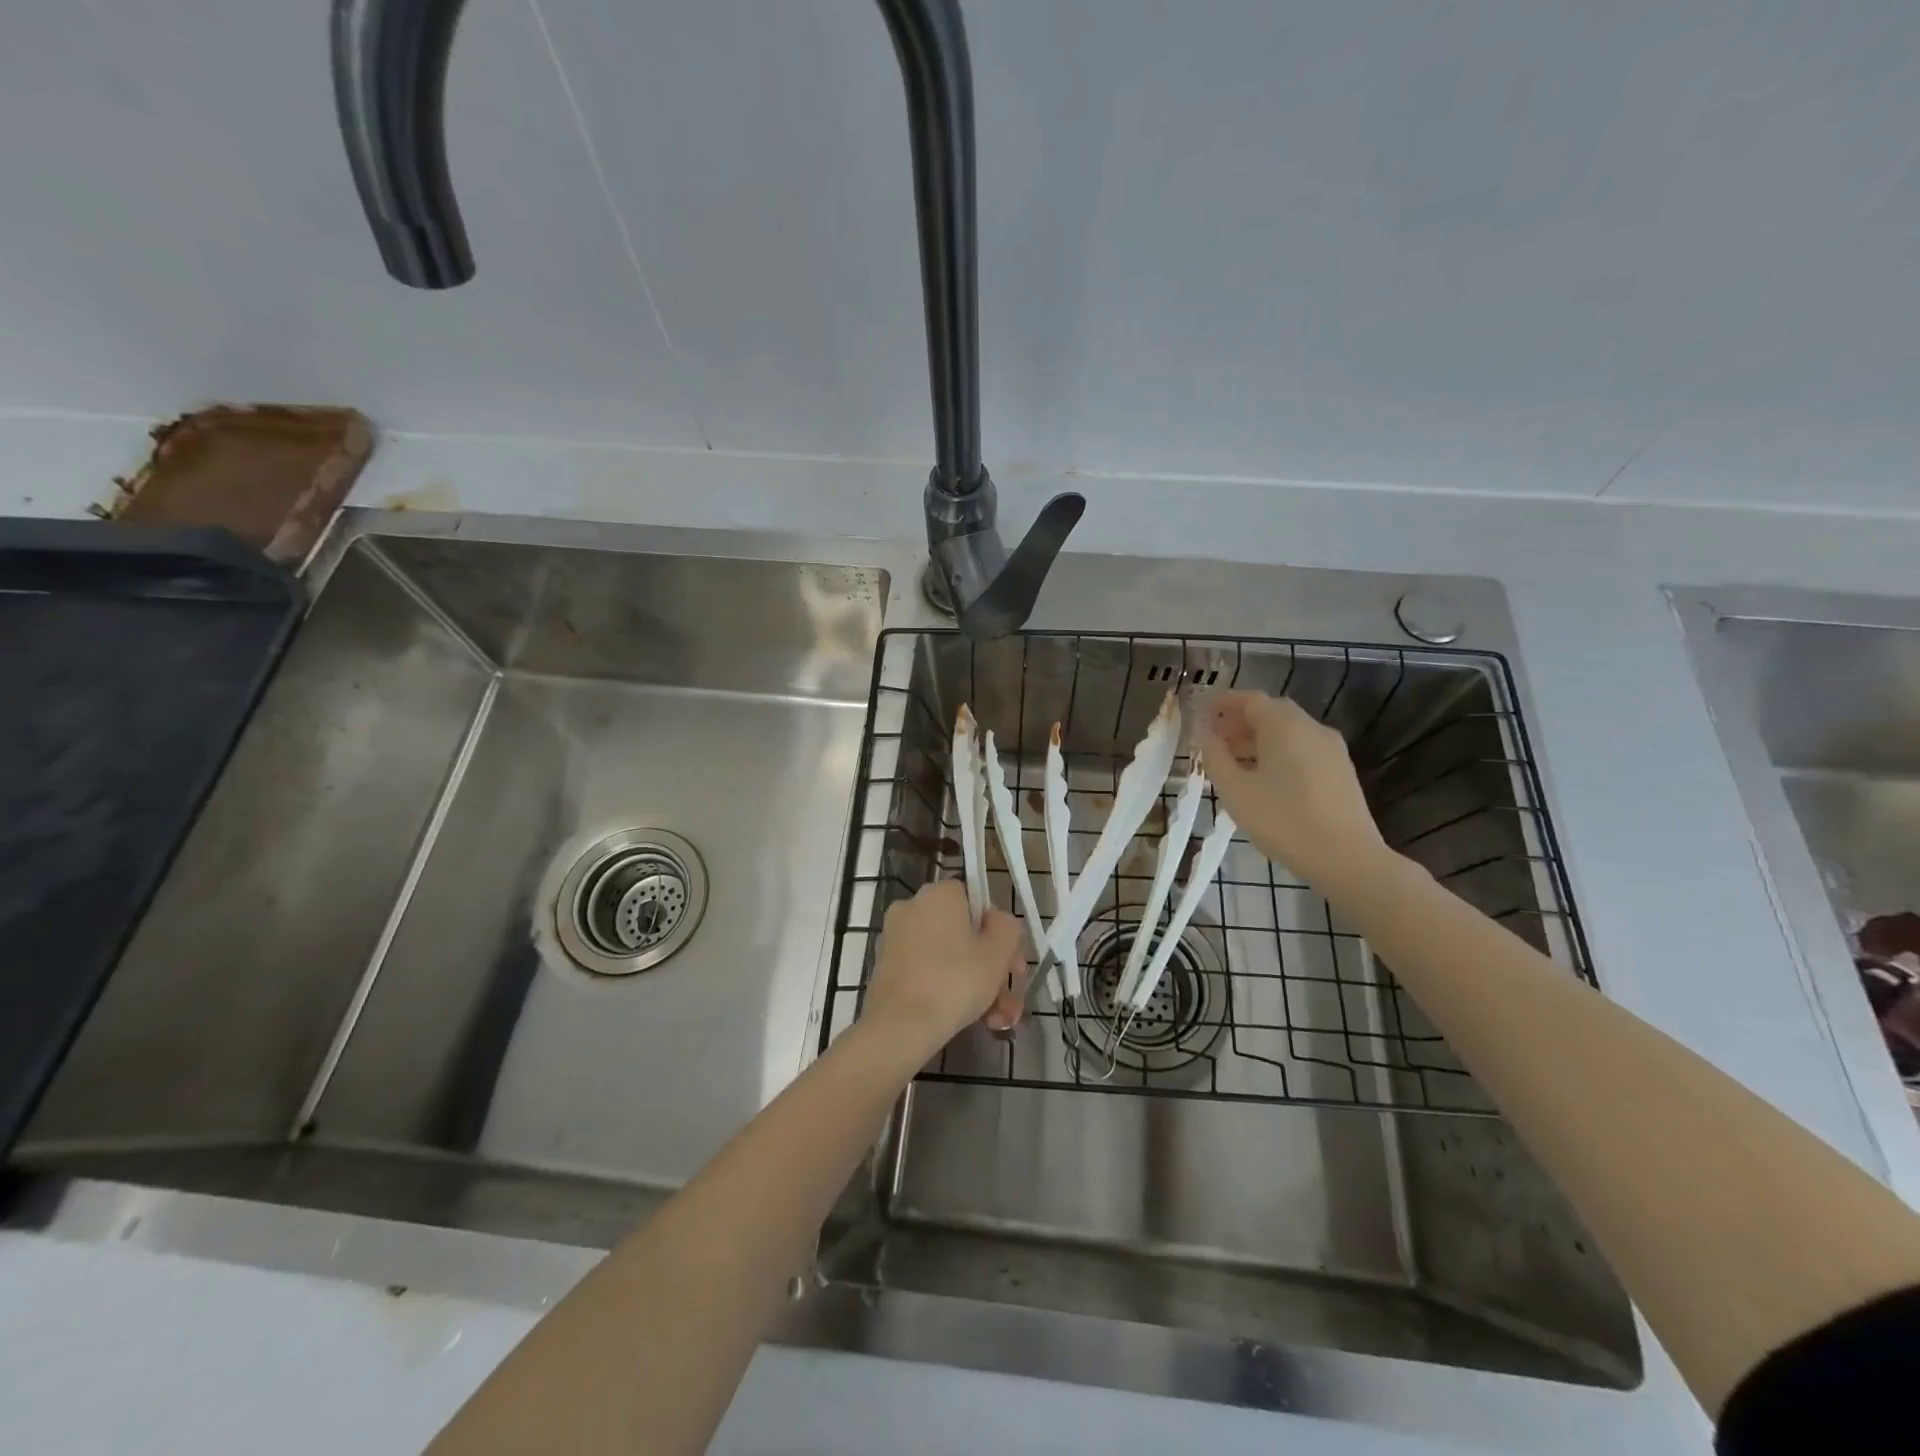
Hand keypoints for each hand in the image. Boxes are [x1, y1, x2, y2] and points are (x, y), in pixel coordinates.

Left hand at [864, 881, 1027, 1049]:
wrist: (900, 1026)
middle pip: (963, 933)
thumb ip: (1007, 927)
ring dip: (976, 986)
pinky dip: (948, 991)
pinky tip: (973, 1021)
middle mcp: (912, 908)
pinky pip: (927, 972)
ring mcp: (896, 939)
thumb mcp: (998, 952)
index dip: (998, 931)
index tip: (1011, 963)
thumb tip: (997, 922)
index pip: (976, 900)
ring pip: (948, 957)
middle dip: (992, 968)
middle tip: (1010, 1000)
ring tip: (997, 1020)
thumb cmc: (955, 981)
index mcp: (938, 894)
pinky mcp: (886, 969)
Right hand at [1196, 691, 1386, 885]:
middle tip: (1213, 740)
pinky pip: (1302, 749)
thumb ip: (1214, 756)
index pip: (1249, 699)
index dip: (1221, 703)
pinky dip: (1278, 752)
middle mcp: (1311, 728)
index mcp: (1284, 725)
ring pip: (1288, 732)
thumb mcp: (1235, 789)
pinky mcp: (1341, 771)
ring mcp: (1331, 749)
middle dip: (1238, 722)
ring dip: (1257, 739)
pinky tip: (1264, 780)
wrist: (1346, 858)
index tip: (1200, 713)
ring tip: (1233, 763)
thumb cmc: (1282, 820)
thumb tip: (1203, 732)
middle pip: (1270, 713)